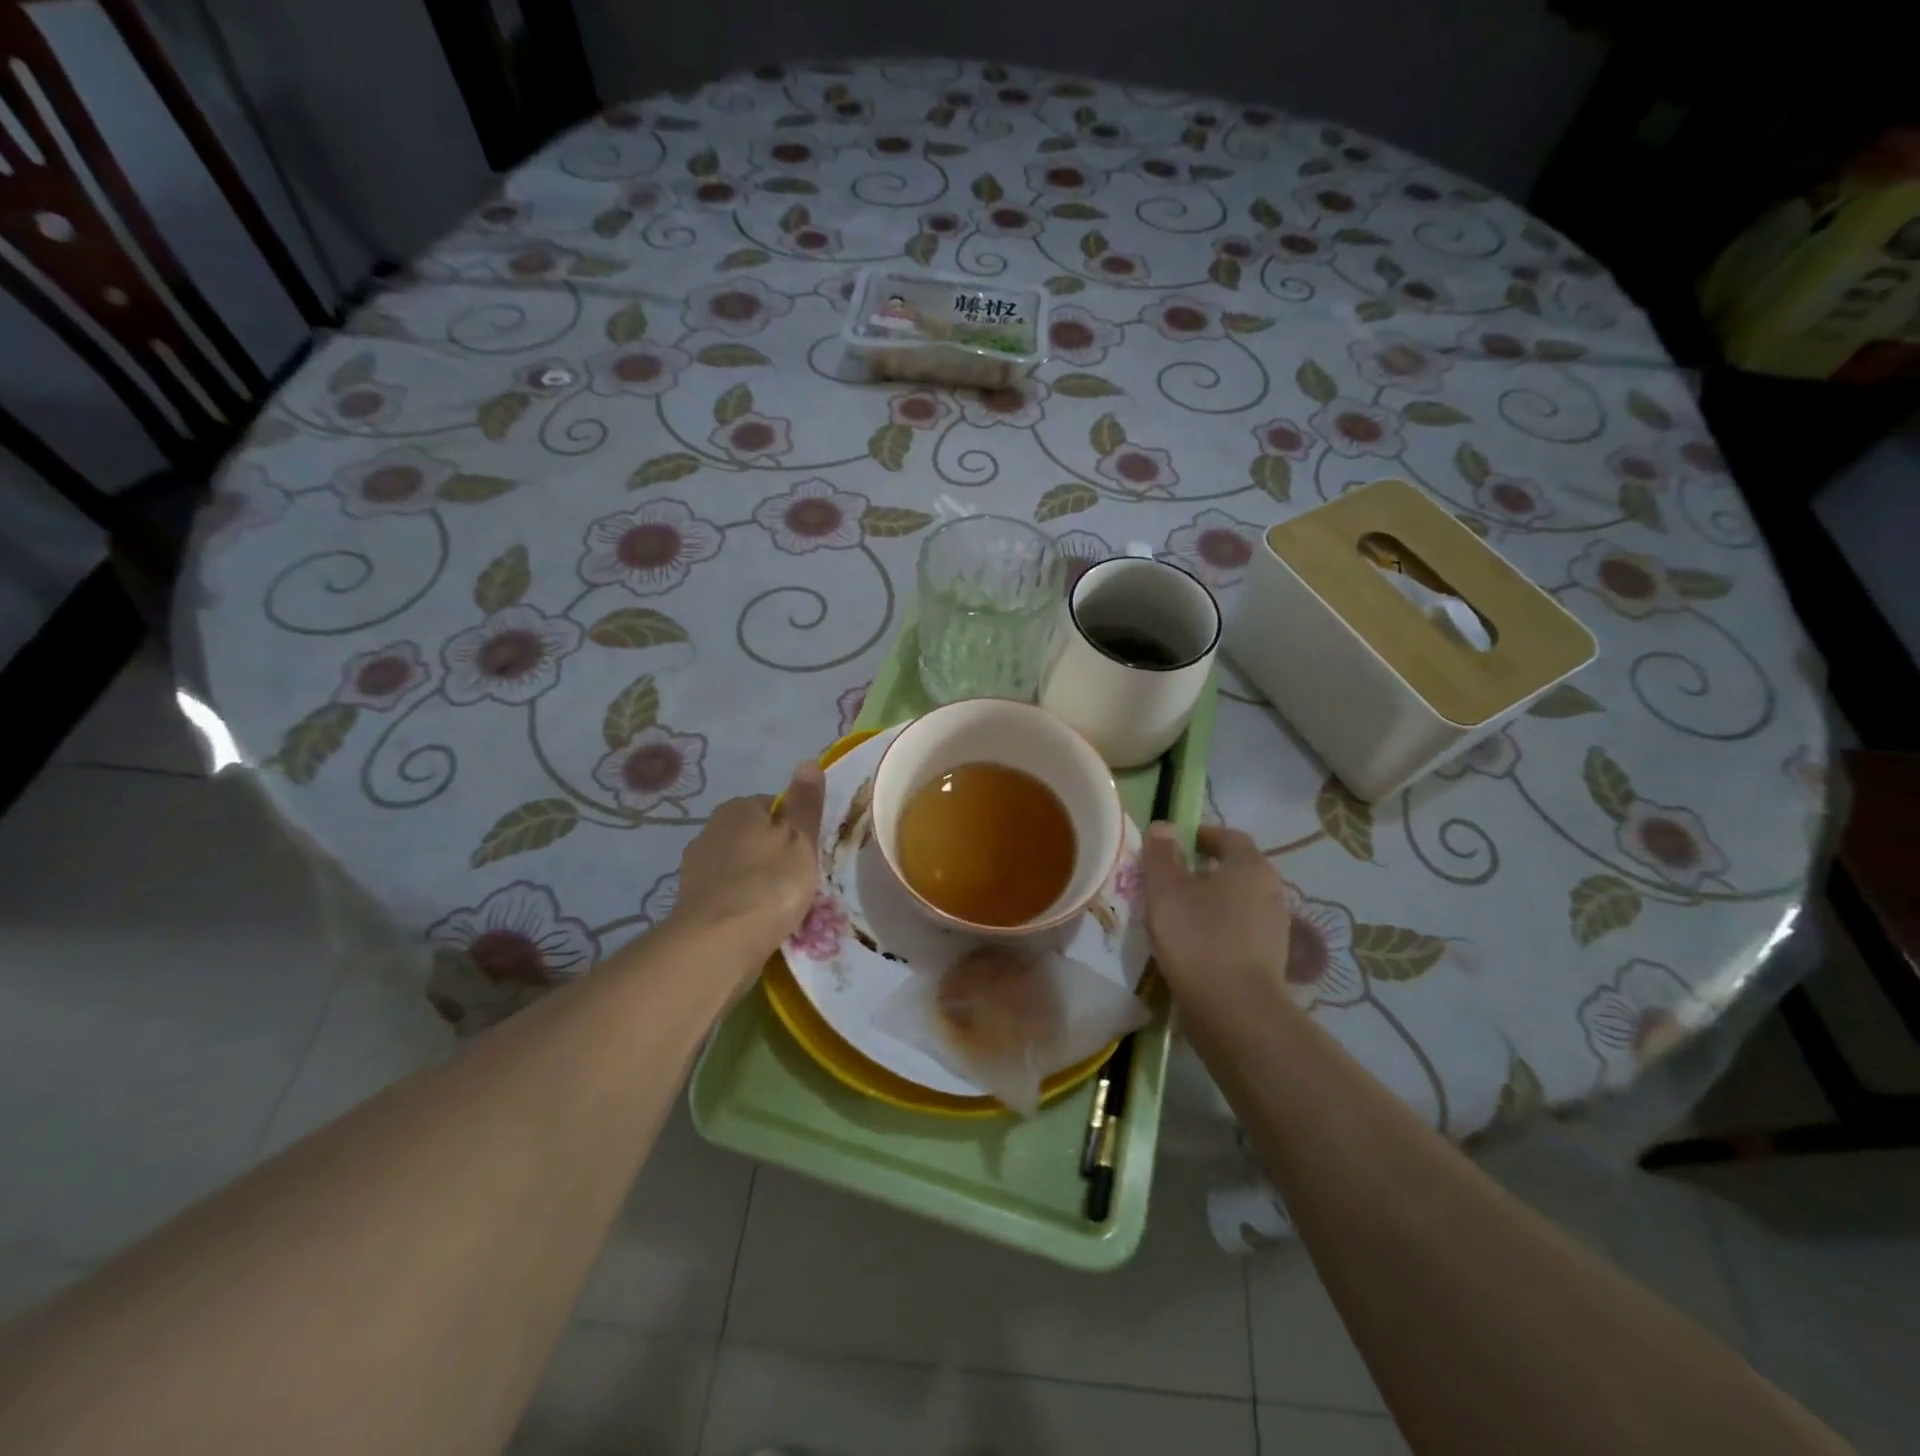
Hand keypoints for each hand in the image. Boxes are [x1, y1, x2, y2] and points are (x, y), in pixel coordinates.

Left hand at [669, 761, 825, 965]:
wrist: (717, 944)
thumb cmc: (768, 884)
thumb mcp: (800, 839)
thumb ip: (805, 803)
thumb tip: (807, 762)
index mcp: (736, 809)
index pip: (773, 806)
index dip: (795, 827)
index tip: (810, 852)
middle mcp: (710, 831)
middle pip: (755, 837)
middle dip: (775, 855)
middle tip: (800, 881)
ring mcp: (696, 869)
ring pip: (740, 868)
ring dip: (758, 882)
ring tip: (782, 909)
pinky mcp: (691, 904)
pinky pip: (728, 897)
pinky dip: (742, 906)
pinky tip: (758, 924)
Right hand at [1140, 822, 1292, 1007]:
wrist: (1235, 1011)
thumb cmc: (1198, 938)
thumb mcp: (1167, 889)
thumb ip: (1162, 854)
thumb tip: (1164, 826)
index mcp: (1251, 866)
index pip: (1229, 837)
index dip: (1202, 835)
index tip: (1175, 843)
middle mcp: (1271, 891)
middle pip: (1236, 870)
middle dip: (1204, 870)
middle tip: (1170, 878)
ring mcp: (1275, 928)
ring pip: (1238, 903)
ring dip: (1211, 902)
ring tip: (1176, 913)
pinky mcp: (1270, 961)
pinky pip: (1240, 932)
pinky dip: (1218, 930)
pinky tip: (1193, 945)